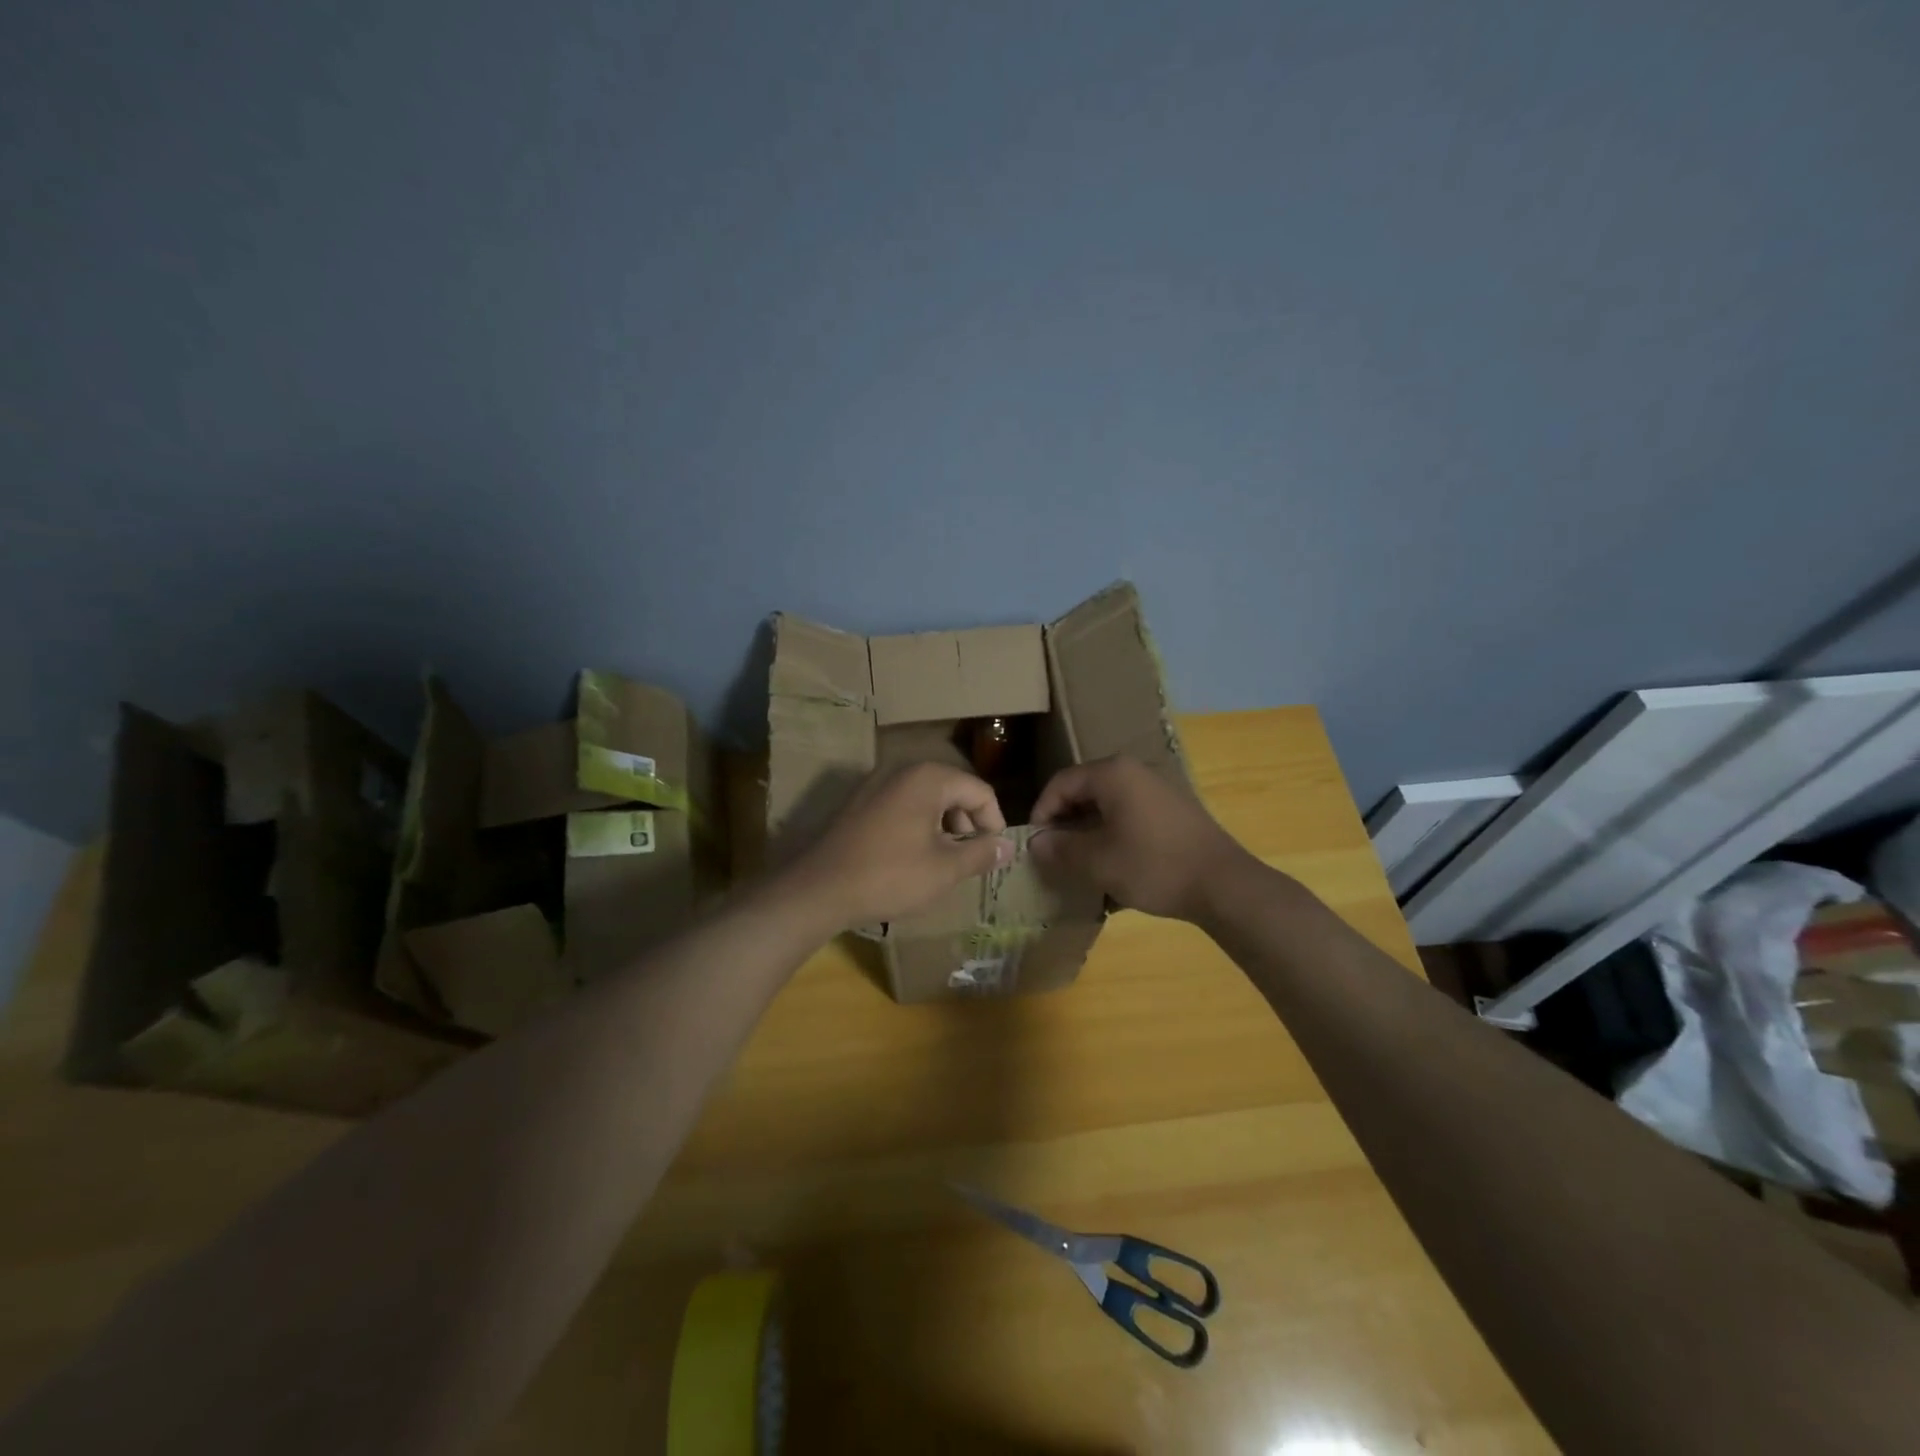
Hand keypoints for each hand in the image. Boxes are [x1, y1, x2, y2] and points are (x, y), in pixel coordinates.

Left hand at [787, 762, 1014, 930]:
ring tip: (942, 860)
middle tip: (968, 857)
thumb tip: (1009, 847)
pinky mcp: (859, 802)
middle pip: (953, 789)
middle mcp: (902, 770)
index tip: (992, 853)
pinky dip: (917, 825)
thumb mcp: (944, 869)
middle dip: (967, 823)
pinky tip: (912, 857)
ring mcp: (876, 784)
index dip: (994, 822)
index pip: (979, 791)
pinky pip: (902, 805)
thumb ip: (981, 854)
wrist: (819, 889)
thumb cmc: (890, 875)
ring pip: (926, 798)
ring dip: (943, 825)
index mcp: (928, 778)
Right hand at [1029, 756, 1252, 921]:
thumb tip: (1036, 843)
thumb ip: (1061, 849)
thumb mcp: (1098, 862)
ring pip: (1108, 805)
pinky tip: (1114, 865)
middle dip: (1065, 822)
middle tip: (1054, 854)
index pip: (1061, 783)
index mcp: (1113, 774)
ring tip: (1080, 863)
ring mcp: (1158, 789)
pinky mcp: (1173, 810)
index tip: (1035, 844)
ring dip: (1089, 831)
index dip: (1042, 812)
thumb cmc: (1153, 866)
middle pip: (1085, 791)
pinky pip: (1131, 815)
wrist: (1224, 884)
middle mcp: (1135, 772)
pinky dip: (1114, 835)